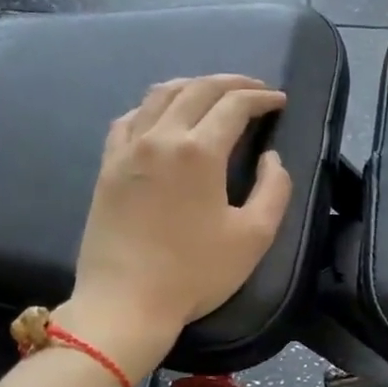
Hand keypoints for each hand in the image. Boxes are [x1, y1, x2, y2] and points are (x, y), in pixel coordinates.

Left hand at [59, 74, 291, 375]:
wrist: (125, 303)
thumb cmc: (195, 273)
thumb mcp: (254, 236)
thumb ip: (274, 188)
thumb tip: (270, 157)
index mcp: (198, 151)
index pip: (234, 105)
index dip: (261, 97)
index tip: (279, 101)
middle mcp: (160, 137)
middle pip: (197, 89)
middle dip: (232, 83)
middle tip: (255, 90)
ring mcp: (127, 149)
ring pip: (160, 95)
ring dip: (193, 86)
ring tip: (214, 94)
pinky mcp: (107, 166)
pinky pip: (129, 118)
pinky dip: (154, 107)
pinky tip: (164, 118)